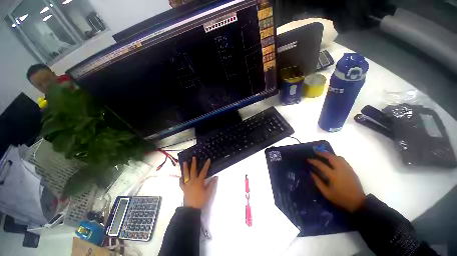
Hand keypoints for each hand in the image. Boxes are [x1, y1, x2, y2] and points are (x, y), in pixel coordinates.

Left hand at [180, 157, 217, 208]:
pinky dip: (181, 179)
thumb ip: (212, 184)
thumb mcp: (208, 193)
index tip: (208, 159)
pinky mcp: (184, 189)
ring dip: (185, 168)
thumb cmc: (201, 200)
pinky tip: (181, 176)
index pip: (203, 171)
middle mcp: (192, 181)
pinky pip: (181, 183)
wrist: (191, 209)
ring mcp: (187, 185)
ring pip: (186, 175)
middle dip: (193, 163)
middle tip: (193, 157)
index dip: (206, 165)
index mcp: (199, 181)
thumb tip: (216, 177)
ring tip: (184, 162)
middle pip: (193, 171)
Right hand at [308, 152, 365, 212]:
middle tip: (316, 152)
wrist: (358, 202)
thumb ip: (318, 182)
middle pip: (331, 157)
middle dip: (323, 153)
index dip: (314, 161)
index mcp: (333, 176)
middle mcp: (340, 170)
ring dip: (330, 155)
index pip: (321, 165)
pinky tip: (333, 160)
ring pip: (338, 157)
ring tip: (324, 154)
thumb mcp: (326, 193)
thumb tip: (311, 173)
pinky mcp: (351, 170)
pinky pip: (343, 160)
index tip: (309, 159)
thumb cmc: (340, 198)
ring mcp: (347, 169)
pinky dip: (337, 158)